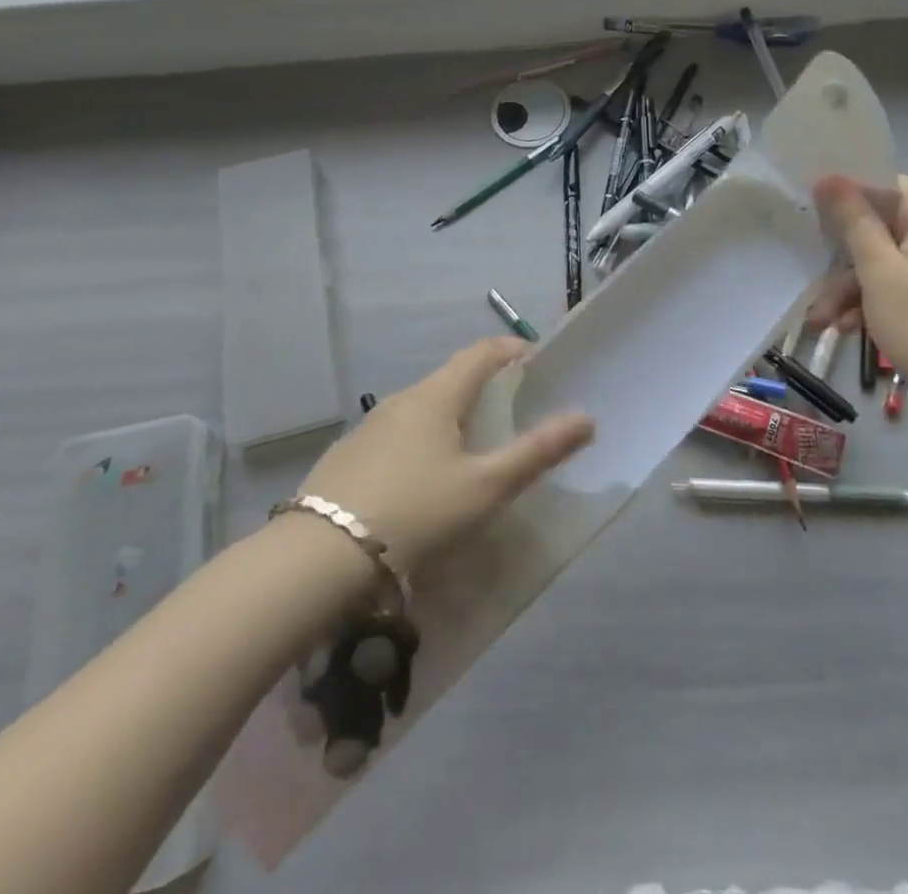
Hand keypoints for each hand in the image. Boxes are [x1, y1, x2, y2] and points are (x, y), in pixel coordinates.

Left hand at [295, 338, 593, 574]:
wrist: (321, 557)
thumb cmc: (417, 512)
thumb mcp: (486, 487)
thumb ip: (537, 452)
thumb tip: (586, 418)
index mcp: (436, 396)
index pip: (480, 353)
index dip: (511, 350)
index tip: (534, 359)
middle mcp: (401, 400)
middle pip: (450, 379)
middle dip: (483, 387)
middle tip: (510, 411)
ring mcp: (369, 428)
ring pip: (421, 409)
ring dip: (450, 416)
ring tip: (471, 448)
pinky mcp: (348, 456)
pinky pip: (397, 435)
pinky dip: (421, 441)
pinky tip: (422, 479)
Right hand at [808, 175, 907, 410]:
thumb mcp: (878, 270)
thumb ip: (853, 221)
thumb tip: (829, 177)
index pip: (885, 184)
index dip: (846, 195)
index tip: (811, 214)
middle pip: (879, 226)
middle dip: (841, 259)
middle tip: (812, 282)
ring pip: (883, 261)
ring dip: (849, 288)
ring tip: (821, 321)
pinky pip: (898, 283)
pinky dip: (872, 301)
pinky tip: (847, 327)